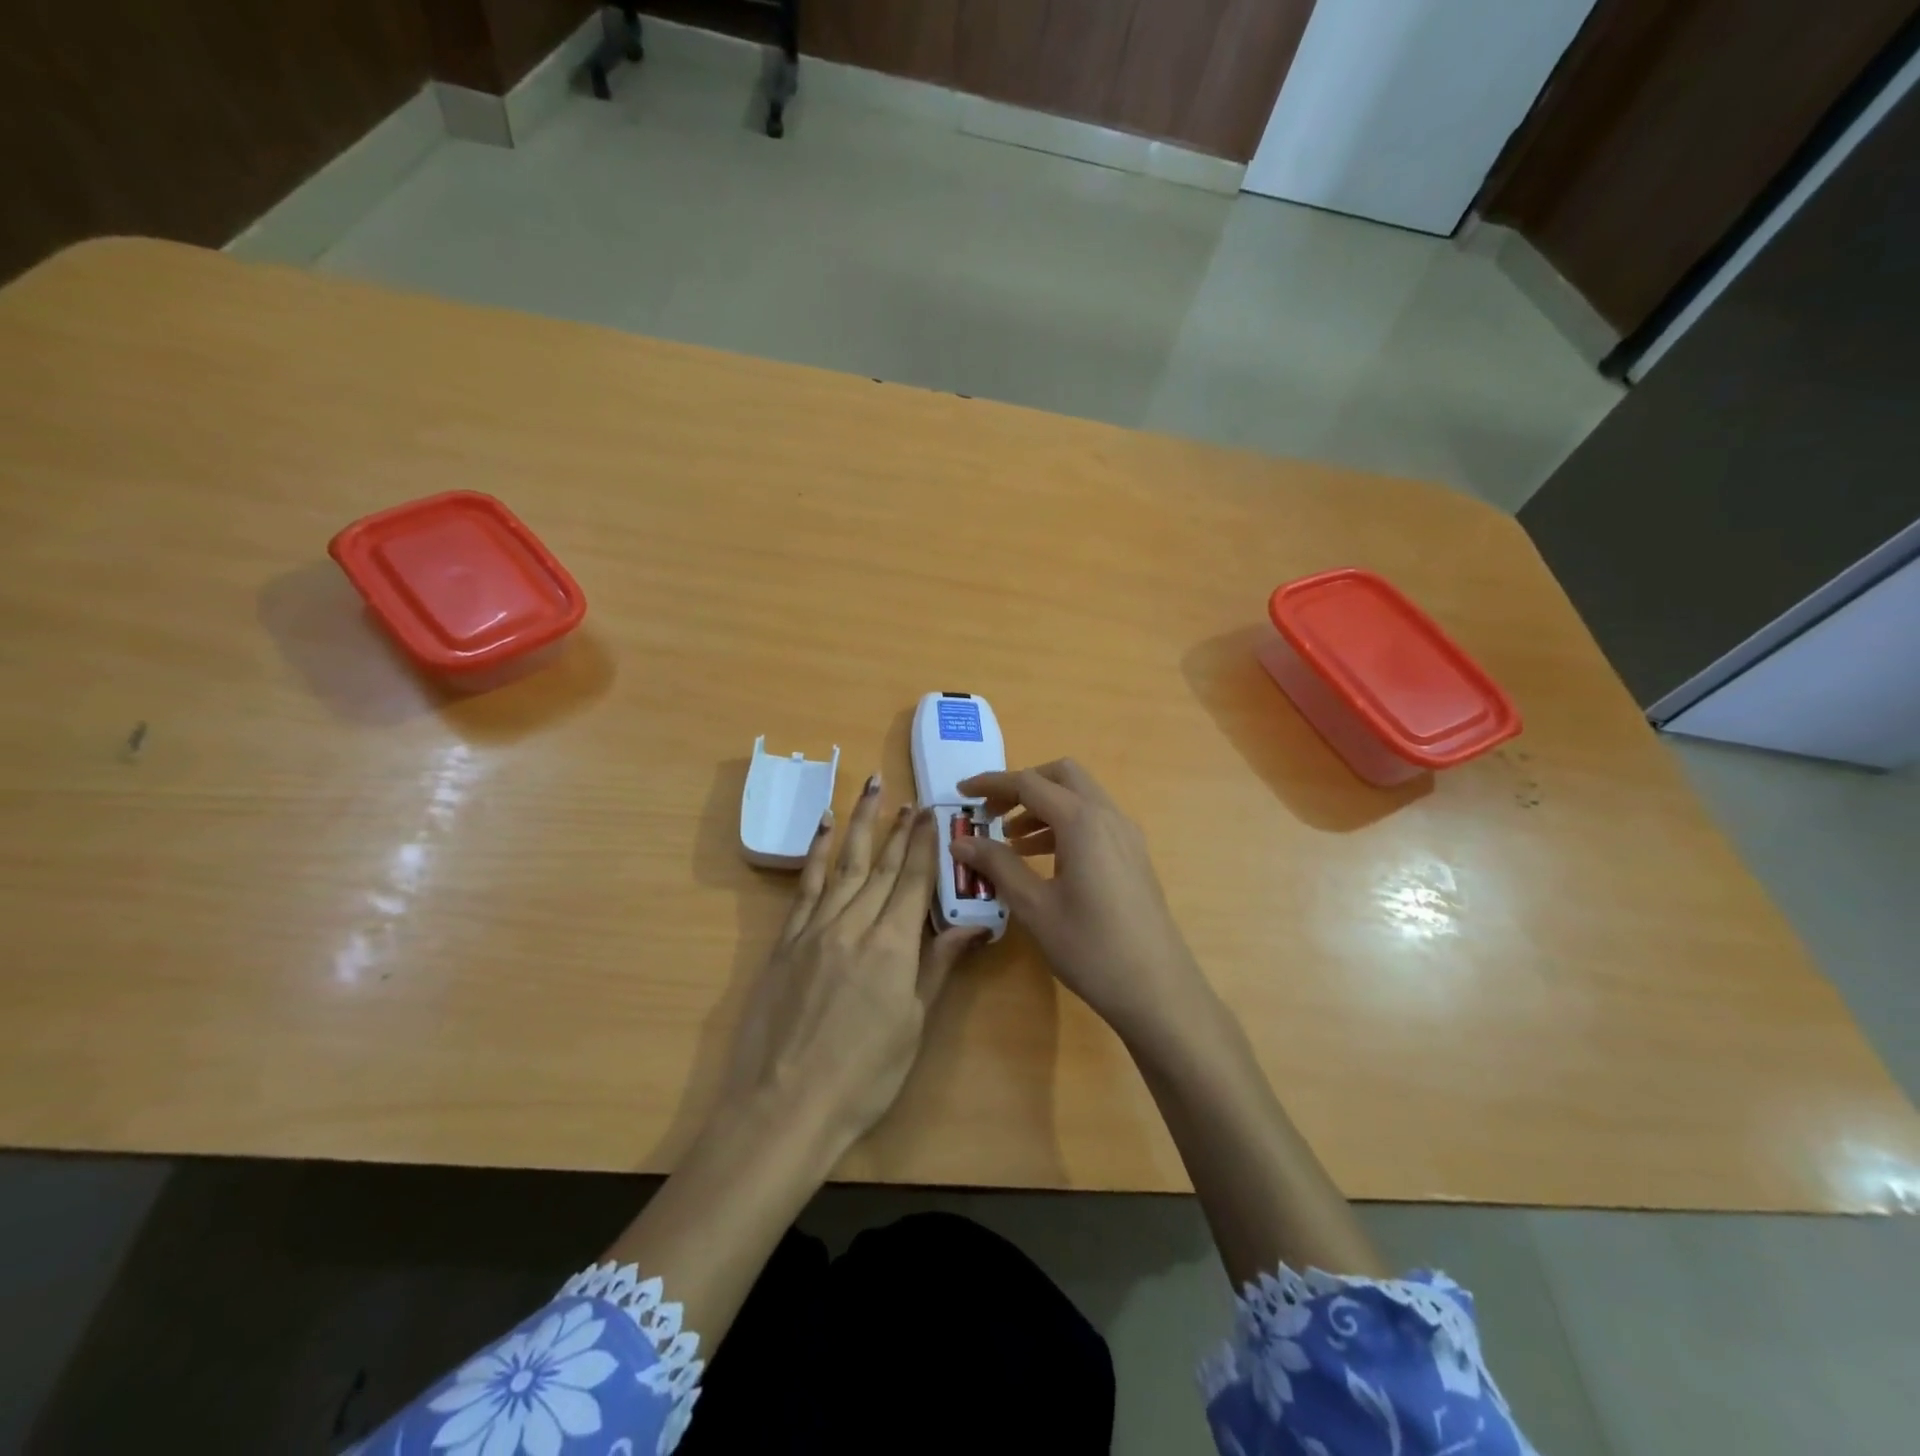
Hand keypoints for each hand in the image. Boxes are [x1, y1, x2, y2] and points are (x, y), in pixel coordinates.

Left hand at [718, 775, 986, 1149]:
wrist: (784, 1107)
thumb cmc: (862, 1078)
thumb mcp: (913, 1026)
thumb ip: (936, 968)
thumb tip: (971, 926)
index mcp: (892, 948)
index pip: (914, 882)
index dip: (925, 845)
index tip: (933, 813)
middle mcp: (854, 926)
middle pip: (882, 867)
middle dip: (899, 829)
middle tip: (911, 798)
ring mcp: (815, 930)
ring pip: (845, 865)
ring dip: (861, 825)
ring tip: (872, 790)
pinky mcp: (785, 941)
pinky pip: (805, 887)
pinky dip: (817, 854)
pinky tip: (825, 828)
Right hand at [950, 759, 1210, 1045]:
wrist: (1158, 990)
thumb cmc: (1090, 948)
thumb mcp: (1034, 907)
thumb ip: (997, 865)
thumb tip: (961, 842)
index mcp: (1082, 821)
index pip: (1029, 783)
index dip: (991, 784)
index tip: (961, 793)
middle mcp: (1108, 816)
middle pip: (1062, 776)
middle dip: (1022, 786)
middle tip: (991, 813)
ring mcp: (1126, 836)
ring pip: (1080, 798)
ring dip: (1042, 807)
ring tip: (1010, 842)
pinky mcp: (1133, 856)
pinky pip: (1094, 822)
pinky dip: (1063, 826)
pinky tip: (1043, 860)